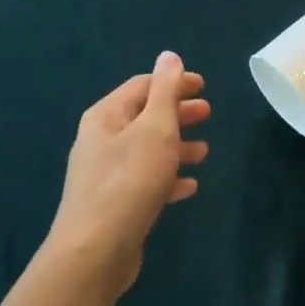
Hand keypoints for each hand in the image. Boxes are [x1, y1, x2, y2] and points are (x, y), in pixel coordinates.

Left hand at [47, 51, 208, 294]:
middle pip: (144, 117)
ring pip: (147, 150)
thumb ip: (165, 91)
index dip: (174, 82)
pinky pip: (145, 181)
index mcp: (106, 116)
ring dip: (176, 146)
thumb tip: (169, 56)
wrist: (96, 249)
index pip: (143, 86)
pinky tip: (189, 186)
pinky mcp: (114, 203)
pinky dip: (168, 177)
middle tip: (208, 114)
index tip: (204, 87)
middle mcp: (101, 139)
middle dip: (177, 113)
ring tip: (204, 152)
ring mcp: (105, 173)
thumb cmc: (130, 180)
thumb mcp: (155, 129)